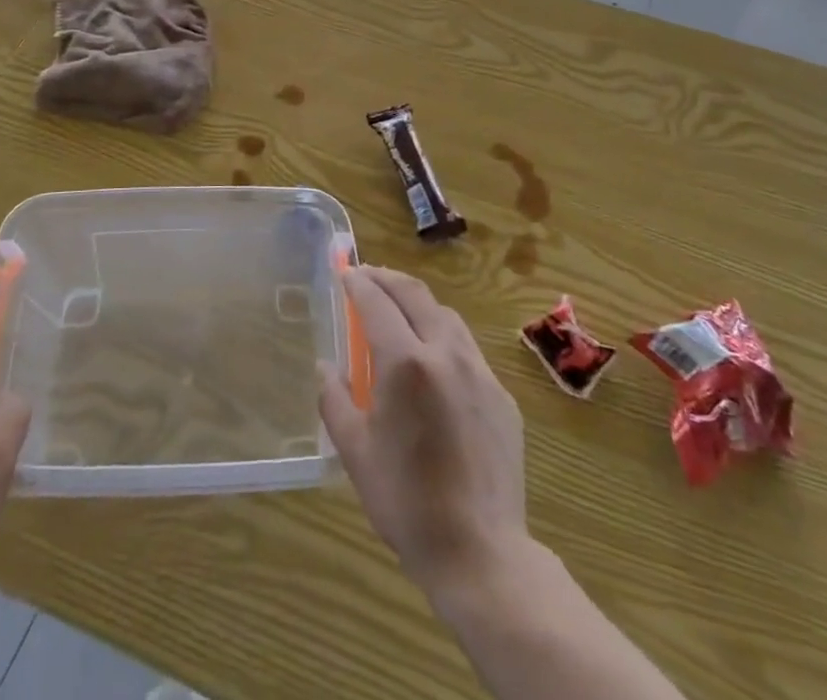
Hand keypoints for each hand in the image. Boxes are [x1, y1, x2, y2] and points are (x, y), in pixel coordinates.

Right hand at [319, 267, 528, 596]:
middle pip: (415, 295)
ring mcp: (480, 372)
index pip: (377, 303)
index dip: (358, 283)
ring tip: (398, 309)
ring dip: (418, 303)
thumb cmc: (407, 502)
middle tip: (368, 275)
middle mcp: (446, 354)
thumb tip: (325, 367)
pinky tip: (433, 360)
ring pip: (446, 316)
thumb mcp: (355, 451)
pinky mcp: (502, 396)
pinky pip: (468, 349)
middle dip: (388, 279)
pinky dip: (443, 336)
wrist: (481, 552)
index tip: (345, 273)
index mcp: (406, 363)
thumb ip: (334, 399)